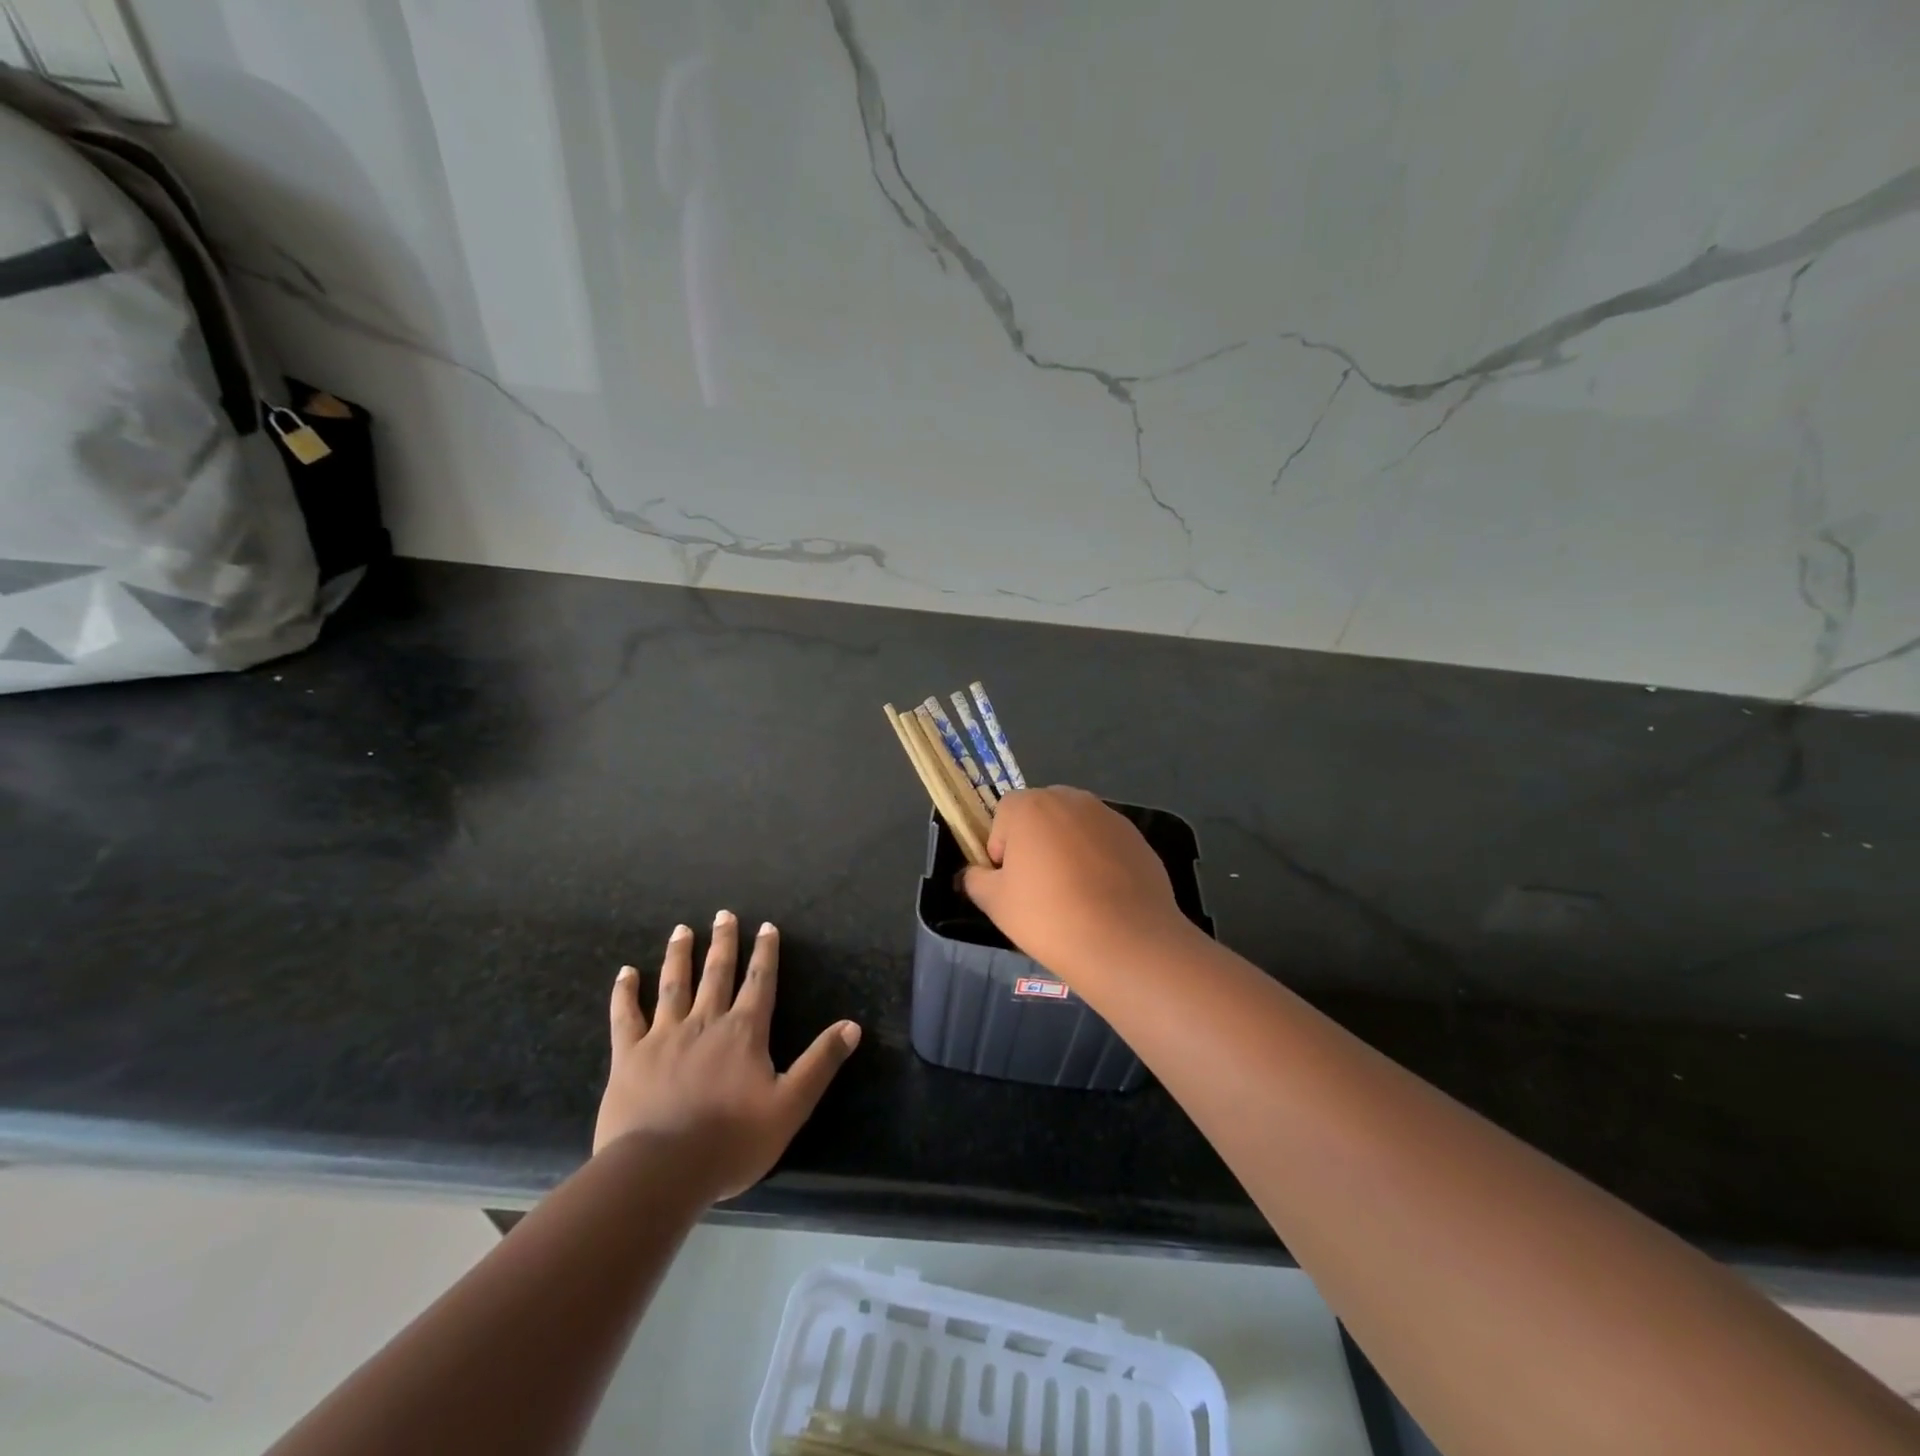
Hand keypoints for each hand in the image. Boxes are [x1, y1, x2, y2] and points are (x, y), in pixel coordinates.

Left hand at [593, 912, 860, 1201]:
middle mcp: (705, 1022)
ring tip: (682, 930)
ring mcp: (663, 1036)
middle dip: (723, 942)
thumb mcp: (791, 1105)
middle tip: (722, 914)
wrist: (661, 1171)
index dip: (765, 953)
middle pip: (716, 973)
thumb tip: (852, 1026)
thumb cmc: (731, 1141)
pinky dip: (625, 993)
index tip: (766, 926)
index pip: (759, 982)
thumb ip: (820, 1063)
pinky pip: (625, 1017)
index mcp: (744, 1032)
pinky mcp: (628, 1057)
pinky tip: (625, 972)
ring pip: (673, 985)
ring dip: (679, 955)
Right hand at [961, 787, 1199, 981]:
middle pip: (1042, 814)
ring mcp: (1109, 816)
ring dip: (1068, 849)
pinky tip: (1103, 898)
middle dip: (1036, 842)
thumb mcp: (995, 903)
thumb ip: (976, 879)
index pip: (1004, 814)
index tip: (1010, 881)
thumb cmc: (1049, 917)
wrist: (1126, 942)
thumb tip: (976, 873)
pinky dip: (1099, 861)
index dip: (1001, 847)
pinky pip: (1105, 843)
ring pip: (1075, 827)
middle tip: (1039, 887)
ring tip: (1075, 895)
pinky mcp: (1137, 838)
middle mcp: (1071, 799)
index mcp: (1031, 806)